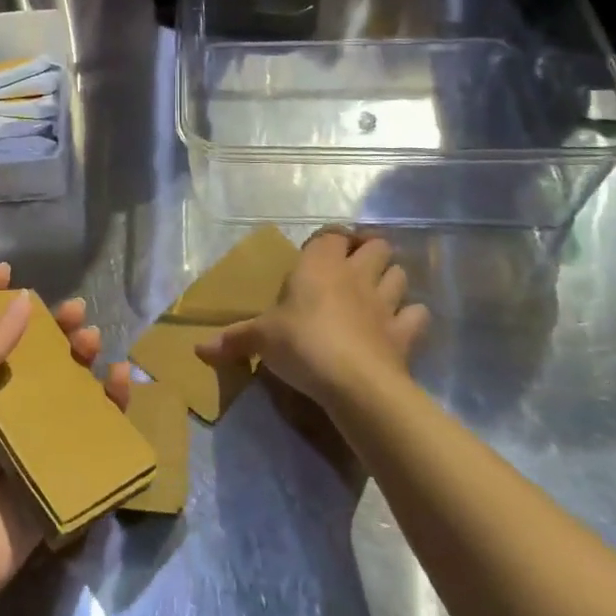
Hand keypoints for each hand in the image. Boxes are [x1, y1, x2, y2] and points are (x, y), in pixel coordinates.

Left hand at [0, 262, 130, 600]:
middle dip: (54, 327)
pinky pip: (89, 427)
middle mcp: (0, 403)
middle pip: (33, 352)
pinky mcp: (59, 464)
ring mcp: (31, 434)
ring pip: (65, 383)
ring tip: (94, 342)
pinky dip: (109, 403)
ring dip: (83, 358)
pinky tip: (119, 381)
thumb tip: (22, 300)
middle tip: (76, 312)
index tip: (10, 271)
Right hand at [196, 228, 428, 409]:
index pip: (332, 234)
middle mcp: (355, 274)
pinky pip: (417, 316)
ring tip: (375, 293)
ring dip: (390, 279)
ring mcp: (385, 302)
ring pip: (400, 274)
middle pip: (376, 245)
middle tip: (351, 269)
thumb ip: (233, 340)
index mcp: (319, 265)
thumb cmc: (301, 343)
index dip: (329, 239)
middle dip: (368, 251)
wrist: (353, 382)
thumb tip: (198, 350)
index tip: (319, 252)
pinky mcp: (404, 333)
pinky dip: (411, 317)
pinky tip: (398, 326)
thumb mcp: (261, 339)